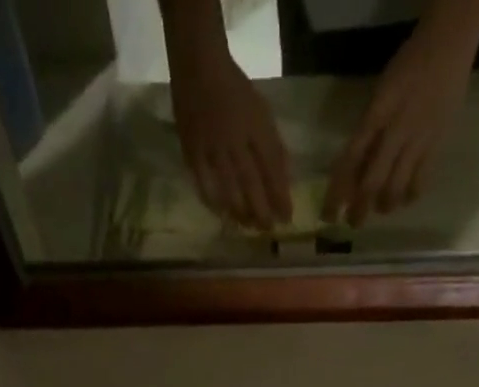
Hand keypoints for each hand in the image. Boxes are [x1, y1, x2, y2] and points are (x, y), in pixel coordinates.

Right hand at [169, 49, 291, 230]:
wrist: (198, 65)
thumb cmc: (234, 90)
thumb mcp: (261, 112)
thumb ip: (272, 144)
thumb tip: (284, 179)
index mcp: (255, 125)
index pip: (272, 167)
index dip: (280, 194)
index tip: (287, 218)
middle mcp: (235, 139)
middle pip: (251, 182)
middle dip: (261, 210)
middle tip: (268, 229)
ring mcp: (212, 147)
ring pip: (228, 188)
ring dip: (240, 212)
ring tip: (248, 227)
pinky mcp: (192, 152)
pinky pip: (203, 184)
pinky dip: (214, 203)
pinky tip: (223, 216)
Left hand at [324, 21, 476, 225]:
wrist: (448, 45)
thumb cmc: (407, 67)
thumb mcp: (379, 94)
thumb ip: (367, 131)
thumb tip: (353, 170)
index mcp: (377, 114)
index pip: (351, 160)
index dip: (338, 190)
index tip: (329, 214)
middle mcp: (395, 131)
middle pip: (372, 181)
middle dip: (360, 208)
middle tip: (353, 223)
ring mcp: (418, 140)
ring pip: (396, 187)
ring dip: (385, 205)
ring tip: (380, 209)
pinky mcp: (436, 145)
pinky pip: (420, 181)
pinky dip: (409, 195)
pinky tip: (404, 199)